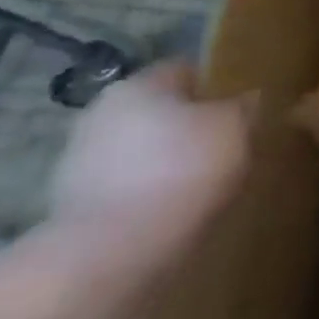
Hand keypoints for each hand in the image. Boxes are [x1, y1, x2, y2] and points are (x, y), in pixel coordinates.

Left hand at [50, 61, 255, 248]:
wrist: (114, 249)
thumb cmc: (183, 170)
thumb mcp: (235, 129)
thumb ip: (243, 107)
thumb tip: (246, 98)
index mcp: (140, 84)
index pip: (186, 70)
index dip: (217, 85)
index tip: (242, 108)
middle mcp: (102, 111)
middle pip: (159, 109)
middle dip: (189, 124)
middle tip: (226, 145)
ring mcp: (79, 157)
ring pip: (140, 147)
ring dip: (166, 159)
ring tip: (202, 182)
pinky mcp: (72, 200)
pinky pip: (126, 183)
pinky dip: (148, 190)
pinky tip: (173, 208)